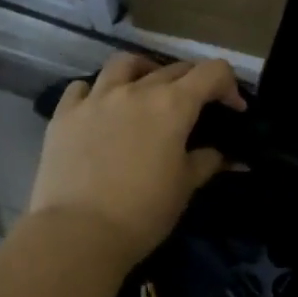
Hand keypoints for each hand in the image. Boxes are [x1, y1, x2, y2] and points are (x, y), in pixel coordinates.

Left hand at [25, 52, 244, 264]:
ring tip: (145, 91)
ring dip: (143, 71)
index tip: (233, 110)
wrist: (79, 233)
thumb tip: (228, 156)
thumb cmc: (143, 212)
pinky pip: (82, 87)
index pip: (212, 72)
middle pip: (173, 69)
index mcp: (172, 105)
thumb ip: (208, 162)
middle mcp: (135, 90)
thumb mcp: (185, 187)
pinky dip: (96, 92)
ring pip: (124, 64)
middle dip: (193, 83)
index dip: (229, 86)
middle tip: (195, 109)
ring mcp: (95, 98)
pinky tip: (100, 110)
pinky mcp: (64, 115)